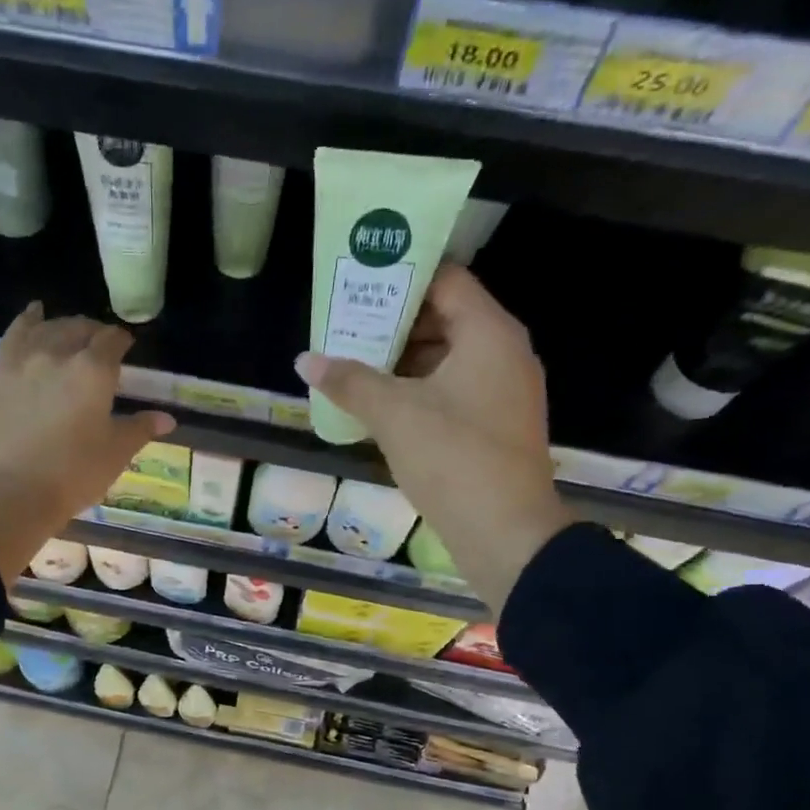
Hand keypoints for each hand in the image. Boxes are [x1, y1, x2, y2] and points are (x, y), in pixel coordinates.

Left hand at [0, 303, 174, 581]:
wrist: (8, 493)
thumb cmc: (71, 476)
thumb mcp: (114, 454)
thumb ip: (140, 429)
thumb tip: (167, 418)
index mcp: (94, 371)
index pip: (113, 341)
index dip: (122, 341)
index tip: (127, 348)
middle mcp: (58, 353)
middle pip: (80, 328)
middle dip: (94, 332)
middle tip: (101, 346)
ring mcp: (22, 359)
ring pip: (48, 327)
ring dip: (64, 326)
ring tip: (71, 333)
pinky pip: (15, 333)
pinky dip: (29, 320)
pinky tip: (34, 315)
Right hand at [296, 266, 568, 610]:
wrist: (505, 532)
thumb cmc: (452, 458)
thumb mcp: (394, 414)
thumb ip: (349, 381)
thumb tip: (305, 360)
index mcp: (489, 333)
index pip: (445, 280)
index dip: (401, 277)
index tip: (359, 284)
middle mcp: (504, 353)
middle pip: (446, 318)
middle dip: (394, 323)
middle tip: (346, 327)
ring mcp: (504, 391)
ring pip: (448, 358)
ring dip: (403, 361)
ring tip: (354, 365)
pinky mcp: (496, 424)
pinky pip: (454, 390)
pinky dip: (419, 390)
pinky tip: (381, 405)